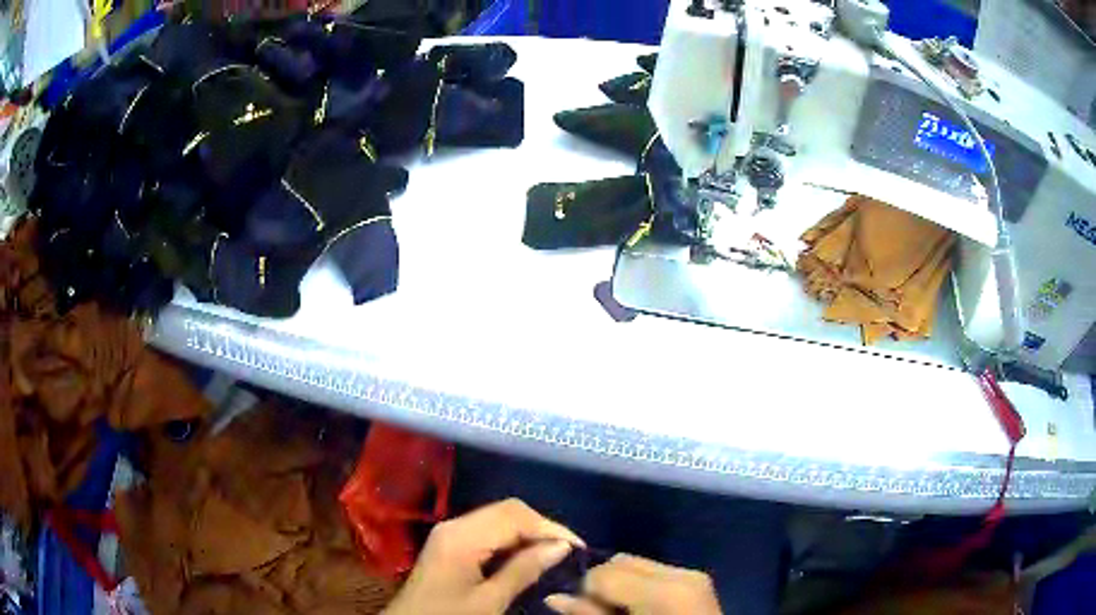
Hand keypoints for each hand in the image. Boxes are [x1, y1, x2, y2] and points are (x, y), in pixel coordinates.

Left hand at [383, 499, 583, 614]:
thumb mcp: (490, 601)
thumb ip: (524, 570)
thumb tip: (562, 546)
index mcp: (461, 536)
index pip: (514, 515)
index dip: (551, 527)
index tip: (579, 548)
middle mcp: (455, 525)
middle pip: (507, 512)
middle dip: (541, 528)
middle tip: (569, 552)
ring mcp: (450, 534)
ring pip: (499, 520)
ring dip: (528, 534)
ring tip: (555, 555)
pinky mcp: (450, 545)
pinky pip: (488, 532)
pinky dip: (512, 541)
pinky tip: (528, 558)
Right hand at [544, 554, 721, 614]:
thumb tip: (554, 597)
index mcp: (664, 592)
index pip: (603, 573)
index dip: (587, 592)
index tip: (586, 612)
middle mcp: (681, 574)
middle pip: (619, 561)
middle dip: (602, 583)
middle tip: (601, 611)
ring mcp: (693, 574)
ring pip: (636, 563)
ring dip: (620, 582)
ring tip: (621, 609)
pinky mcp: (697, 579)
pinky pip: (655, 571)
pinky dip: (639, 585)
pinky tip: (641, 607)